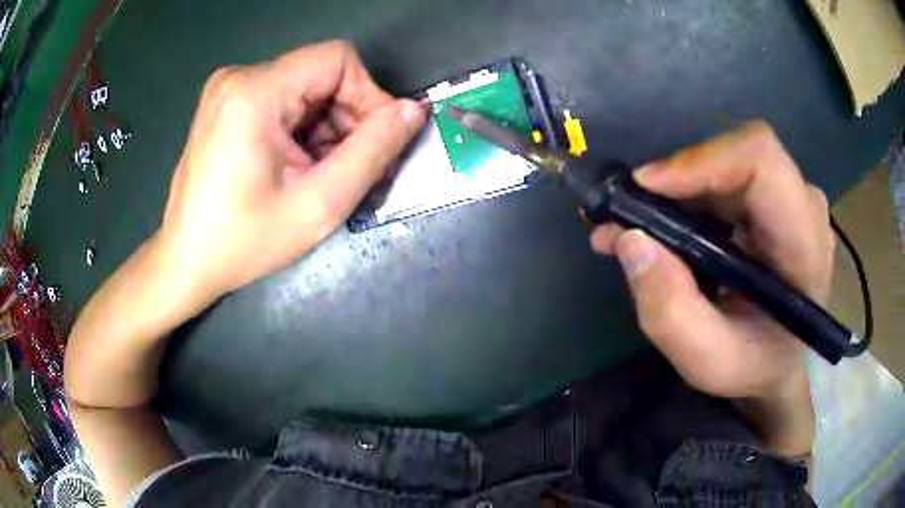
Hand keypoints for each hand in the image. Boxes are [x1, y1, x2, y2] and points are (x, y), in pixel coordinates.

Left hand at [157, 40, 426, 300]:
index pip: (338, 60)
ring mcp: (228, 89)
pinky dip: (301, 129)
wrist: (187, 260)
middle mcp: (238, 77)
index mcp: (255, 91)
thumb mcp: (319, 203)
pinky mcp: (226, 104)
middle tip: (349, 169)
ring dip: (325, 128)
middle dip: (346, 118)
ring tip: (319, 174)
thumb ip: (373, 151)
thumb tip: (414, 111)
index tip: (374, 144)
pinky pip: (283, 100)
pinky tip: (296, 166)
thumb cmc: (245, 240)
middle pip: (321, 74)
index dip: (369, 96)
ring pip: (305, 89)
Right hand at [591, 122, 831, 453]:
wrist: (778, 363)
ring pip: (727, 162)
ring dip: (678, 188)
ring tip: (636, 226)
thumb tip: (630, 240)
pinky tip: (665, 224)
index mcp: (805, 246)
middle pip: (739, 155)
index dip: (703, 161)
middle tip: (630, 214)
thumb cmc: (754, 366)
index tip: (647, 188)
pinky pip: (726, 175)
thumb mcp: (709, 362)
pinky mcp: (773, 198)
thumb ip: (671, 313)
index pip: (762, 162)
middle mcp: (803, 207)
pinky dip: (689, 194)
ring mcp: (791, 198)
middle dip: (680, 178)